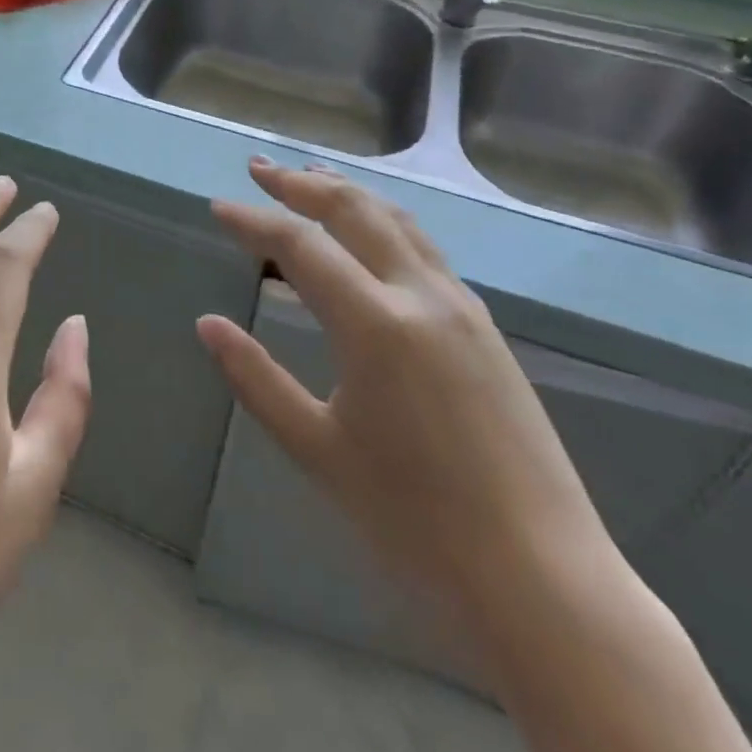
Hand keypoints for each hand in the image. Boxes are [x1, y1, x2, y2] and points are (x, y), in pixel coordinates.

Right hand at [198, 158, 612, 623]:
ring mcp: (461, 306)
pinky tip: (368, 235)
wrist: (544, 581)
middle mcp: (421, 295)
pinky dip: (382, 221)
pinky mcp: (485, 327)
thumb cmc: (415, 522)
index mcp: (375, 323)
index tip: (218, 207)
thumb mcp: (318, 450)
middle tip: (259, 169)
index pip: (299, 244)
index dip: (253, 221)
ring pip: (397, 220)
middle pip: (354, 209)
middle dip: (301, 183)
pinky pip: (423, 248)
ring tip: (311, 177)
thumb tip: (207, 324)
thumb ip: (256, 378)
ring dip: (347, 193)